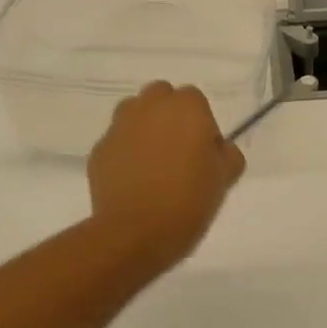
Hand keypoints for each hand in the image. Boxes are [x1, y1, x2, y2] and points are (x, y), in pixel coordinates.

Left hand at [88, 82, 245, 270]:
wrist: (137, 232)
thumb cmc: (190, 200)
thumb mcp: (225, 177)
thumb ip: (227, 153)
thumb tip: (216, 149)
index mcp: (187, 108)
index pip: (195, 100)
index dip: (201, 124)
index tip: (204, 152)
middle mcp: (150, 107)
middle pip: (161, 96)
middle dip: (169, 115)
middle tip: (179, 151)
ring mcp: (120, 126)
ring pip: (134, 113)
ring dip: (145, 127)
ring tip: (153, 162)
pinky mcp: (100, 149)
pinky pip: (117, 141)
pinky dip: (125, 152)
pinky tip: (134, 180)